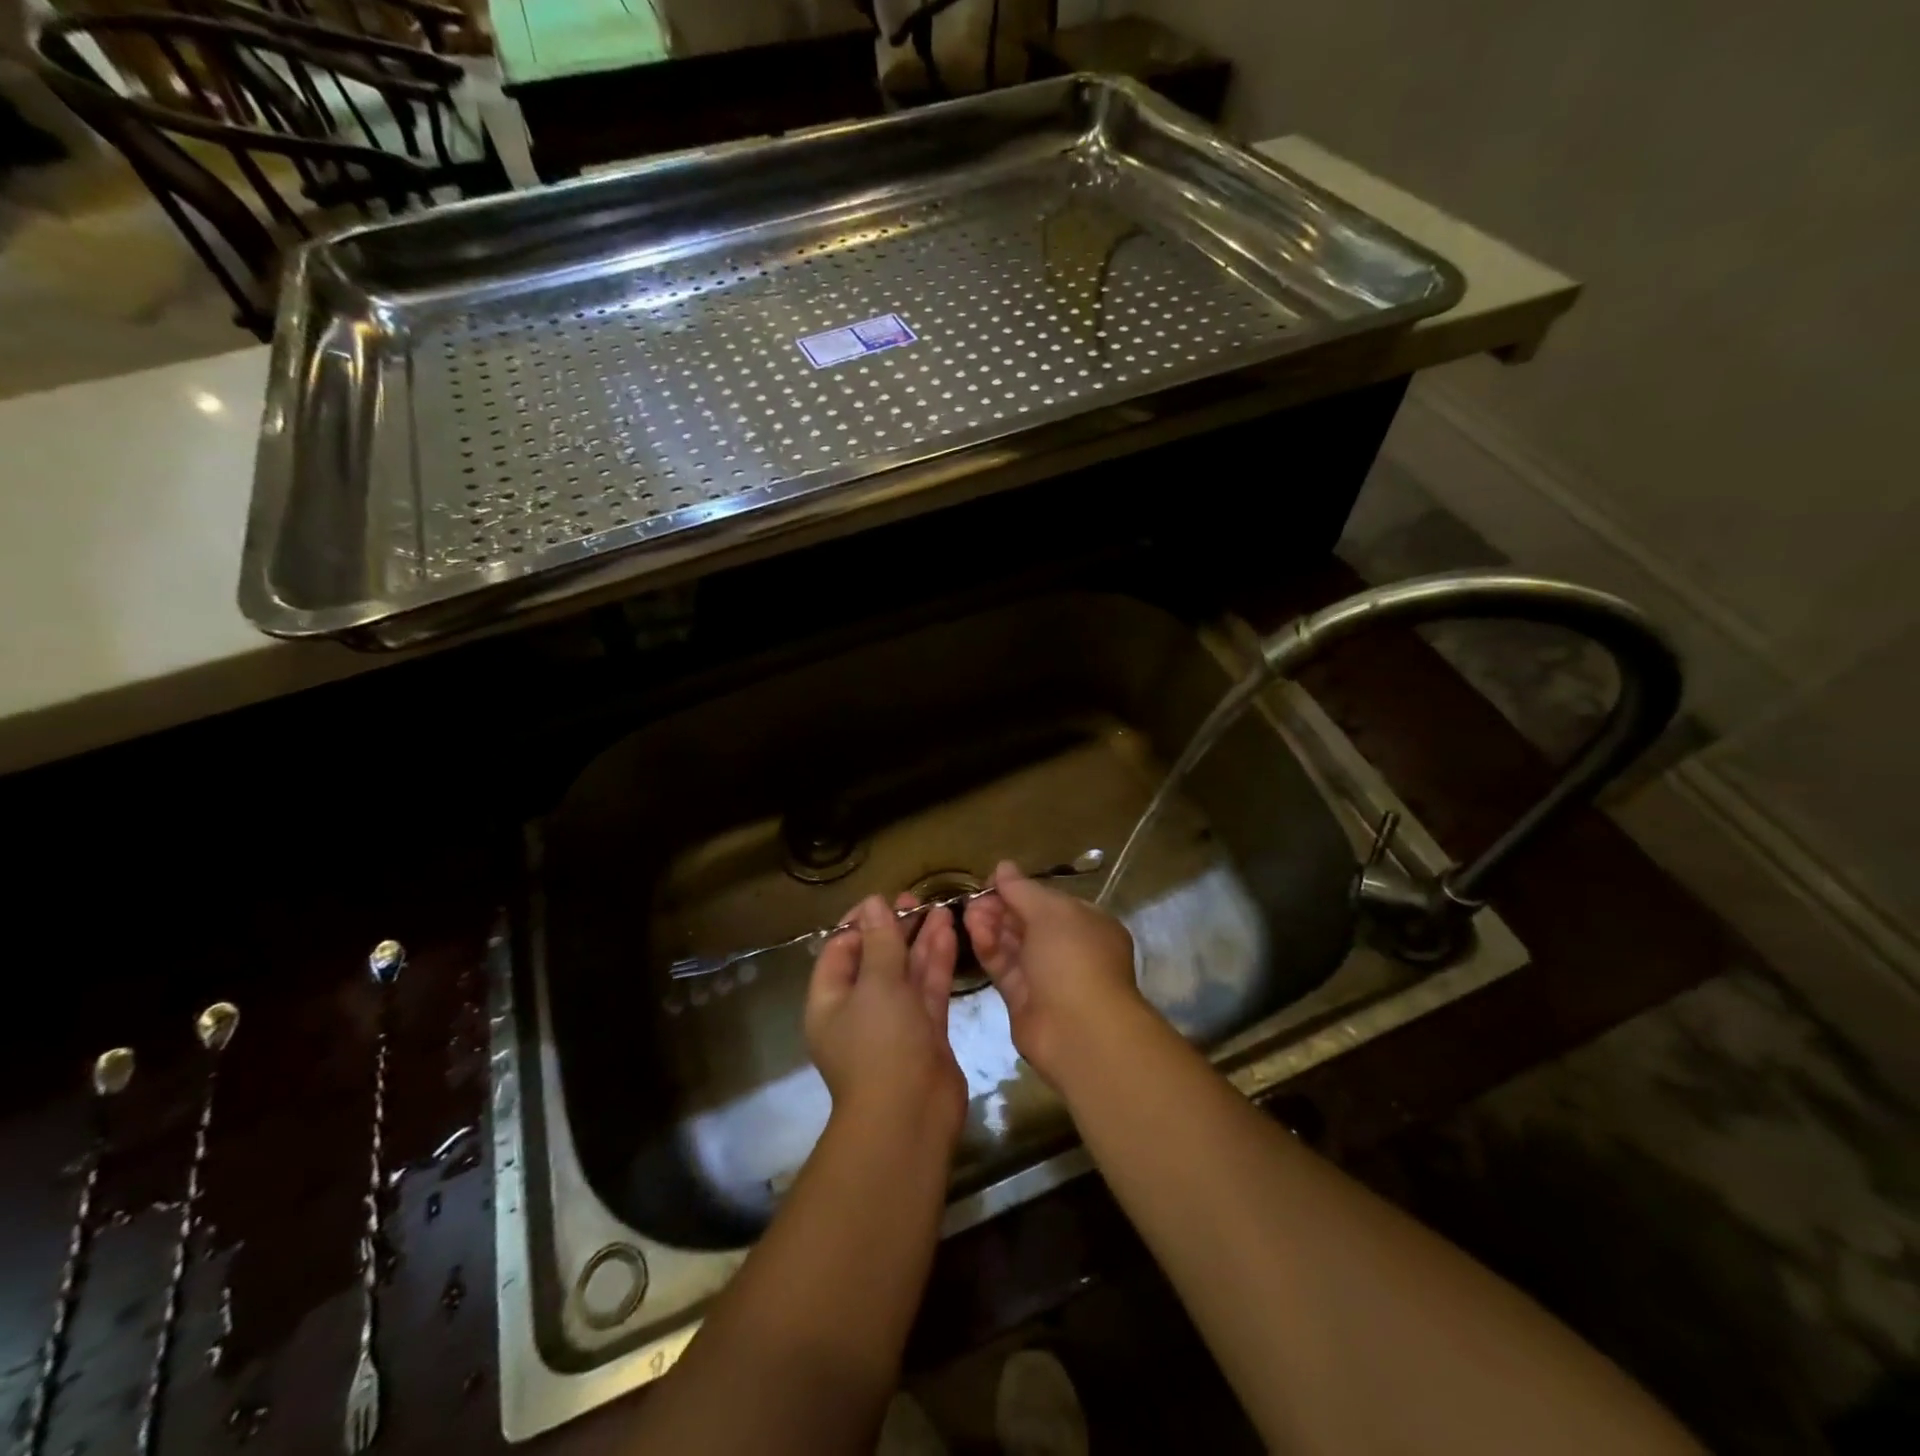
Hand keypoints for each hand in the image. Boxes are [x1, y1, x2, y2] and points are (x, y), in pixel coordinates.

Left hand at [805, 894, 966, 1144]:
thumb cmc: (880, 1045)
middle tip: (916, 900)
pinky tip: (949, 932)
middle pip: (876, 959)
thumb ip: (879, 942)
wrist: (910, 1116)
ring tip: (939, 907)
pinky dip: (937, 962)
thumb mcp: (876, 985)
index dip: (860, 923)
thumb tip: (872, 903)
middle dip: (895, 929)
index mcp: (830, 1001)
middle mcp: (859, 1010)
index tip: (883, 900)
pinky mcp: (925, 1032)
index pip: (839, 951)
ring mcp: (894, 1022)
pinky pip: (928, 989)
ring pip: (906, 972)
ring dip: (920, 941)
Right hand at [963, 860, 1143, 1089]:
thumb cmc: (1074, 958)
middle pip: (1028, 922)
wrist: (1080, 1031)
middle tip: (974, 898)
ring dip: (991, 925)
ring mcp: (1046, 976)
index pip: (1049, 901)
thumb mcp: (1050, 912)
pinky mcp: (1023, 1000)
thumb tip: (1003, 866)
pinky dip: (989, 948)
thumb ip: (1022, 889)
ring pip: (1013, 944)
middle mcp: (1069, 949)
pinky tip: (972, 930)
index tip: (992, 881)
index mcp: (1088, 925)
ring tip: (968, 911)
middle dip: (1001, 907)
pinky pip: (1004, 967)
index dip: (1020, 889)